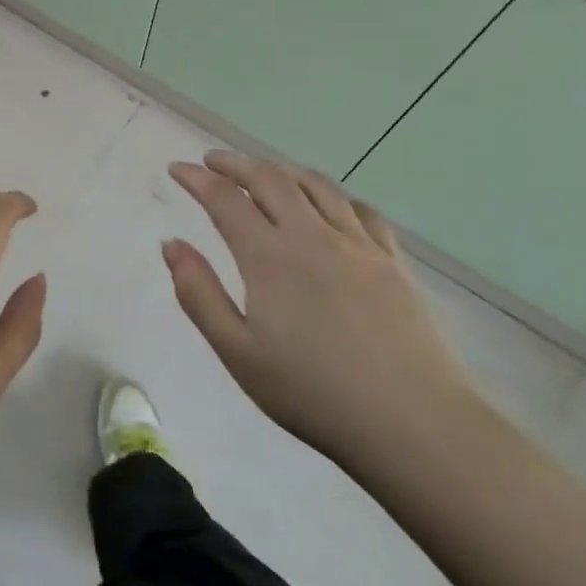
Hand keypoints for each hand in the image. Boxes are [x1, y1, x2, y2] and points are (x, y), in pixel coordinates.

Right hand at [164, 150, 482, 469]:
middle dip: (235, 164)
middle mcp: (312, 236)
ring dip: (282, 171)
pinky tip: (330, 205)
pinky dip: (334, 195)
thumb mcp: (237, 352)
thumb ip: (198, 293)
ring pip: (316, 186)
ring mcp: (358, 245)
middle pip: (270, 179)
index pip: (225, 199)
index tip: (177, 168)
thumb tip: (172, 244)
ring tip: (264, 173)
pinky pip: (361, 210)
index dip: (197, 179)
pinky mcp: (393, 262)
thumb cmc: (312, 393)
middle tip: (212, 161)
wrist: (413, 423)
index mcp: (269, 257)